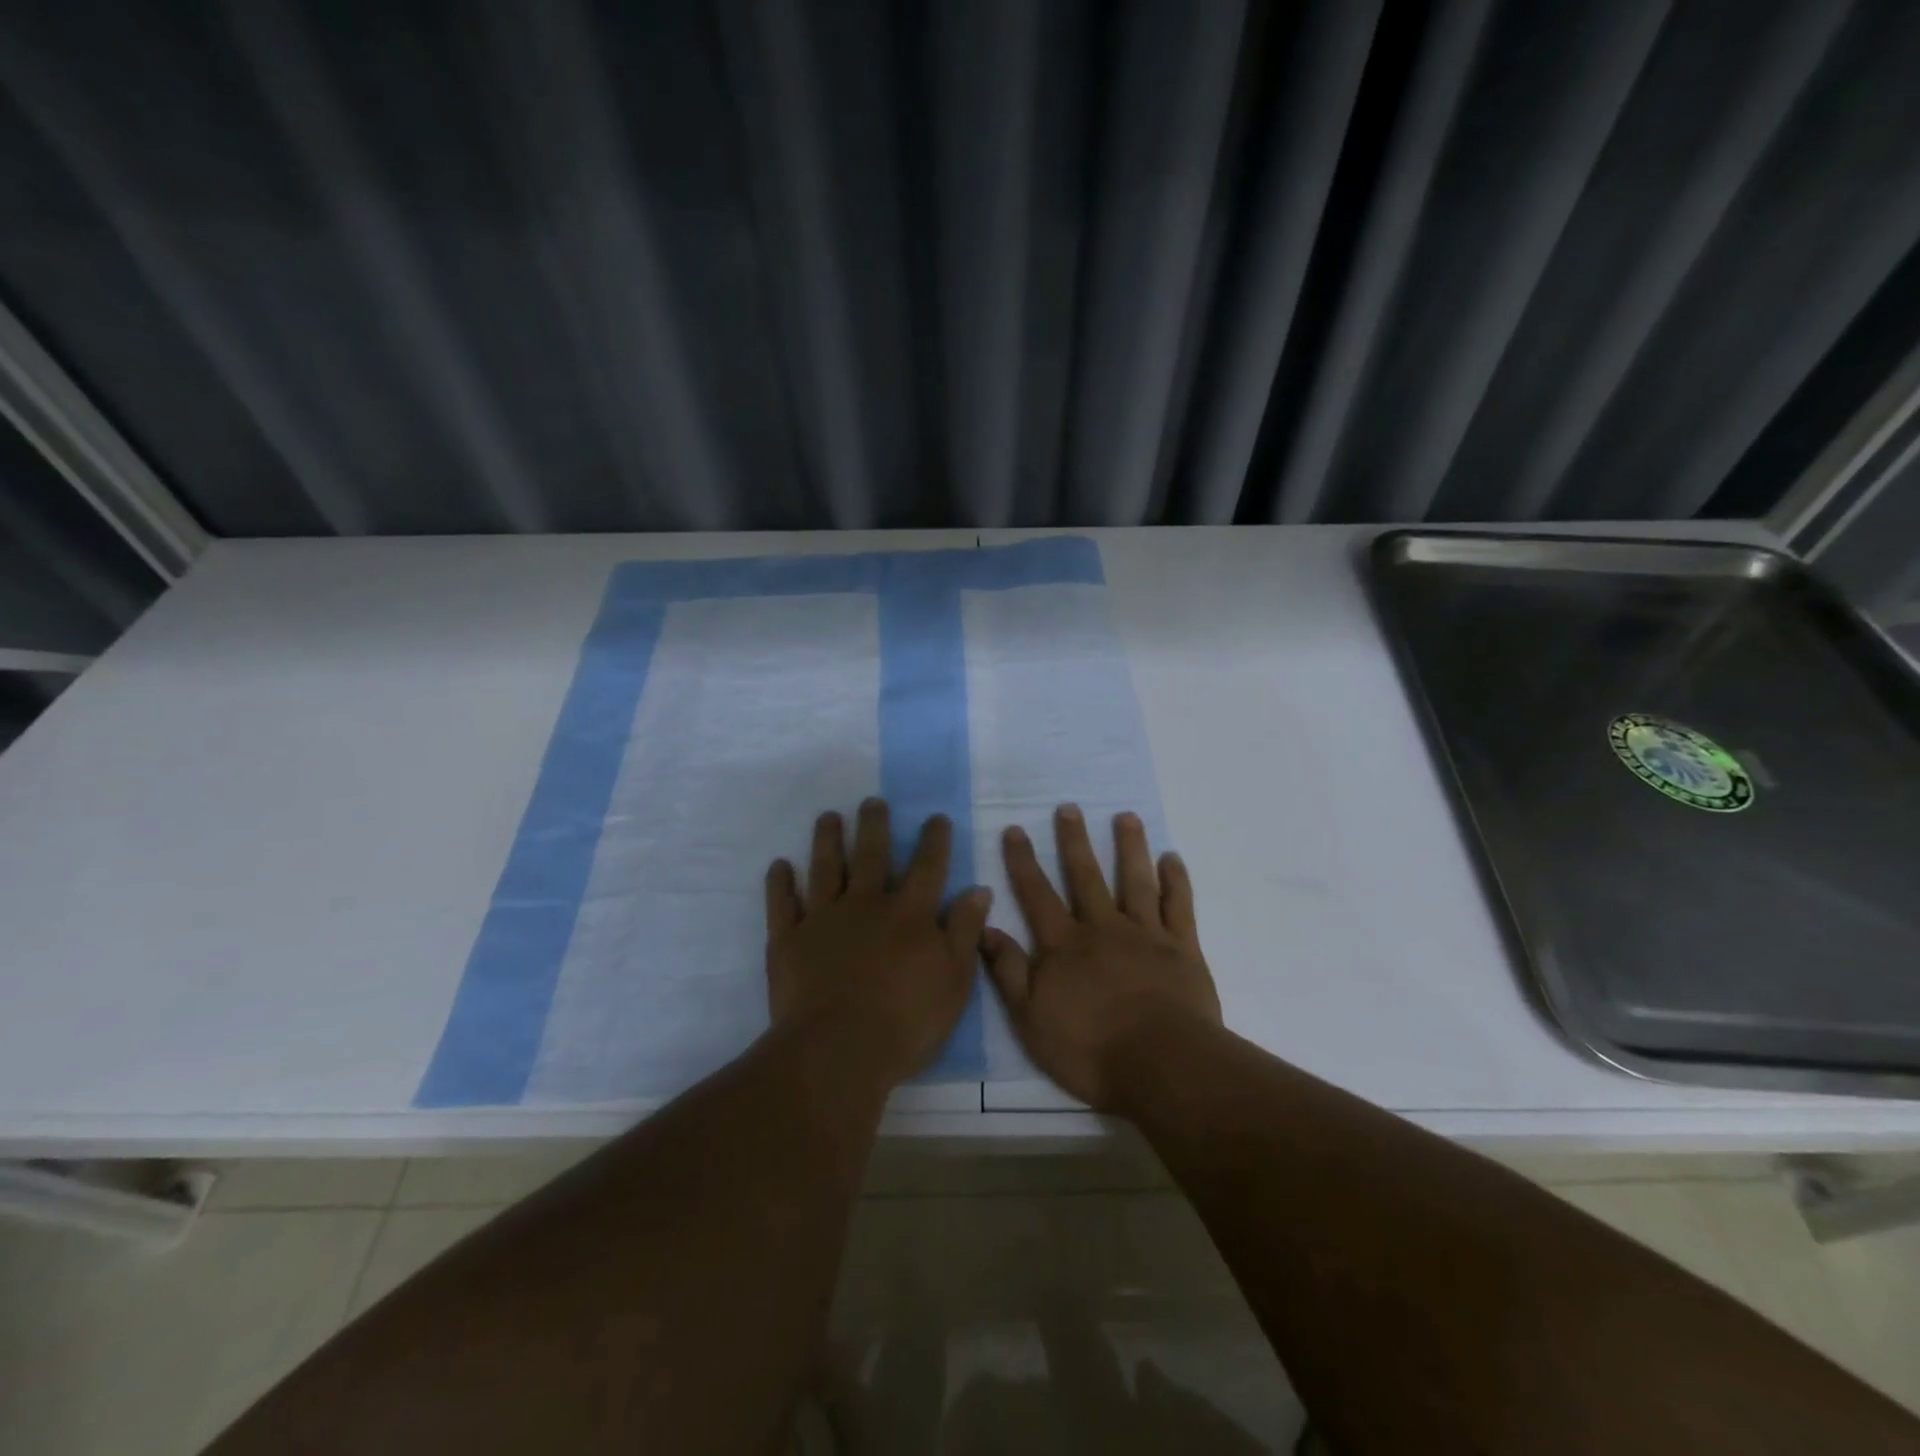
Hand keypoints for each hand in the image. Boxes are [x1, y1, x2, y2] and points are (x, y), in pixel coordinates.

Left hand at [765, 798, 992, 1088]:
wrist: (838, 1051)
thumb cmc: (906, 1020)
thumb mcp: (954, 979)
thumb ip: (964, 930)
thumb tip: (978, 889)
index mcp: (908, 914)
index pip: (927, 867)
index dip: (934, 840)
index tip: (935, 817)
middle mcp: (865, 904)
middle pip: (870, 855)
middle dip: (873, 825)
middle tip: (871, 801)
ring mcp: (823, 919)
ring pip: (824, 868)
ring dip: (826, 840)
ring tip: (828, 817)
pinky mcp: (788, 940)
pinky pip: (782, 904)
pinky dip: (780, 883)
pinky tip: (779, 865)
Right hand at [983, 805, 1219, 1109]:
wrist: (1162, 1064)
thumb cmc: (1090, 1048)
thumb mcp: (1031, 1018)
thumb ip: (1008, 971)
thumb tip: (984, 928)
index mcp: (1065, 945)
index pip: (1037, 894)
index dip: (1023, 862)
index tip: (1015, 829)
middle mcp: (1103, 928)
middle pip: (1086, 876)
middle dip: (1074, 841)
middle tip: (1069, 808)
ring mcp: (1146, 934)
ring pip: (1135, 880)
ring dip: (1129, 847)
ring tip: (1125, 816)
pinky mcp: (1182, 948)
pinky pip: (1178, 906)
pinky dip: (1175, 880)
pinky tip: (1171, 858)